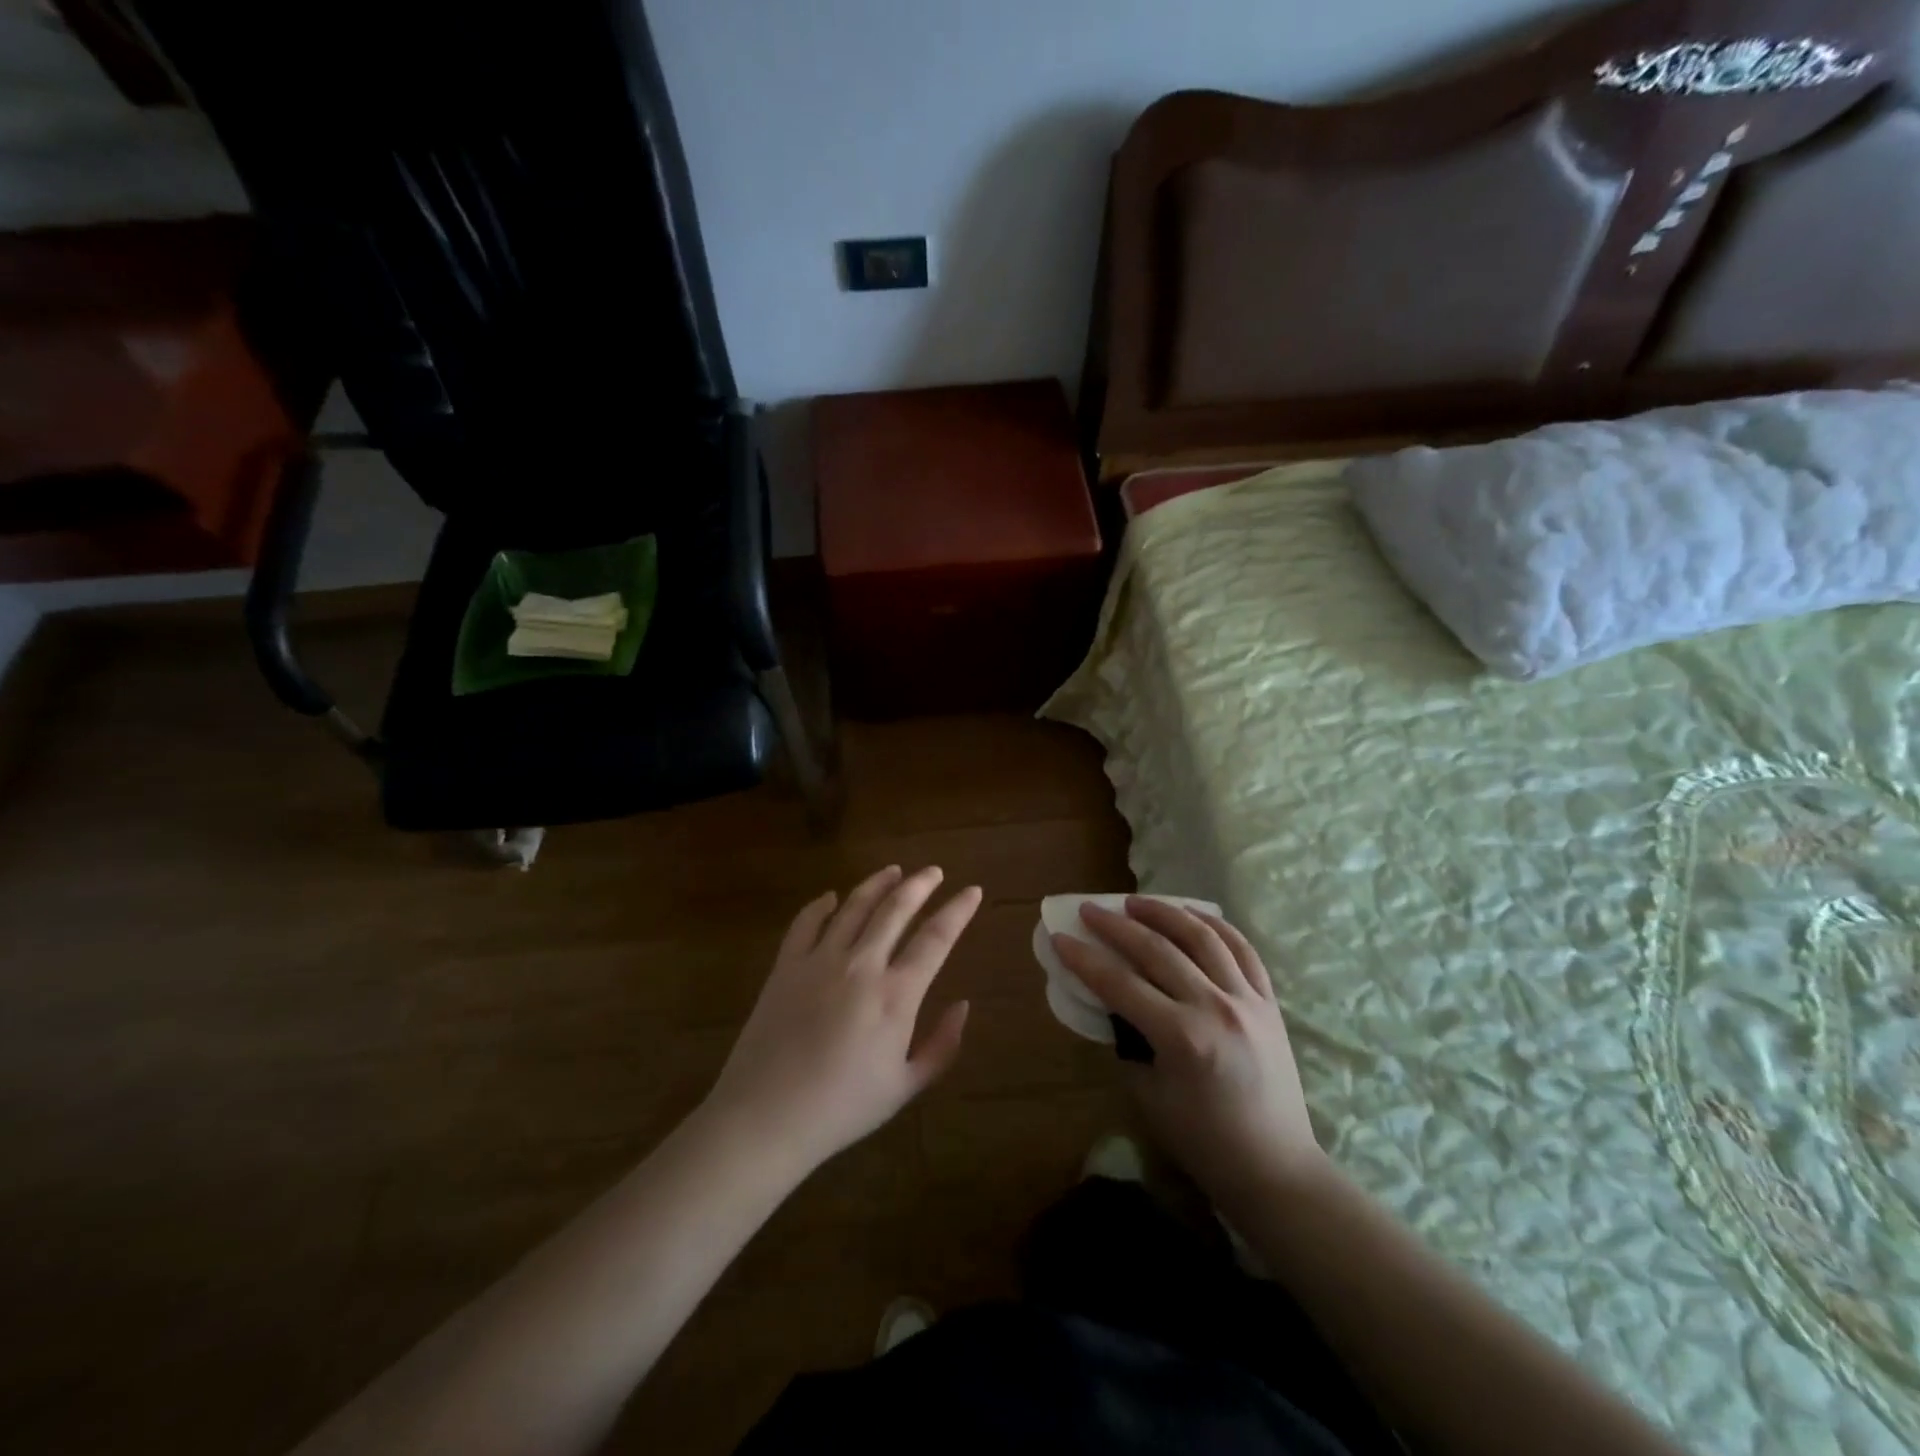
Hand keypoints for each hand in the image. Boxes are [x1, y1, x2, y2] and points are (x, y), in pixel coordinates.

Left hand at [703, 866, 981, 1175]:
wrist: (767, 1117)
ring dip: (878, 883)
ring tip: (894, 871)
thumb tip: (963, 1006)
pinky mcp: (786, 966)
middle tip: (934, 872)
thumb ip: (942, 1045)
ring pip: (854, 906)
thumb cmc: (843, 1108)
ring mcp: (820, 960)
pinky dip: (821, 905)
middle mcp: (862, 965)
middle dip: (920, 884)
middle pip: (896, 908)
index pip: (936, 937)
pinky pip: (806, 922)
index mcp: (896, 995)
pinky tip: (831, 898)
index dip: (958, 910)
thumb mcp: (905, 1087)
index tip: (973, 891)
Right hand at [1053, 898, 1324, 1204]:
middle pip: (1158, 949)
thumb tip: (1114, 1002)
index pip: (1120, 984)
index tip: (1060, 936)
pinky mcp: (1269, 1001)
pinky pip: (1242, 949)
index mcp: (1182, 1038)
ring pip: (1202, 937)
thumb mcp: (1148, 1094)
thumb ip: (1129, 1041)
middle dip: (1116, 925)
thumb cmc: (1203, 1142)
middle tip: (1090, 909)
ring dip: (1164, 912)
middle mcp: (1215, 1008)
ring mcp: (1247, 1000)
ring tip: (1136, 902)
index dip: (1085, 958)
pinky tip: (1192, 914)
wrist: (1275, 1168)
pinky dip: (1215, 925)